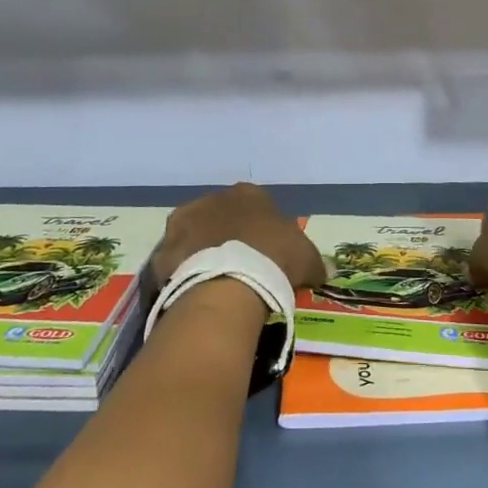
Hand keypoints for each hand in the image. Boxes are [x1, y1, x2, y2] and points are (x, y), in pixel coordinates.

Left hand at [151, 183, 326, 294]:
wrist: (228, 284)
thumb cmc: (274, 259)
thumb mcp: (308, 260)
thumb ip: (314, 262)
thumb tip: (325, 272)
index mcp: (248, 194)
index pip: (257, 206)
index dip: (262, 231)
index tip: (268, 253)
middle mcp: (212, 199)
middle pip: (221, 218)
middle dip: (228, 237)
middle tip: (240, 268)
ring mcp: (182, 223)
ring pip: (194, 236)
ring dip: (203, 251)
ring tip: (215, 282)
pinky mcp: (162, 251)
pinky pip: (175, 262)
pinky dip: (183, 273)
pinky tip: (194, 293)